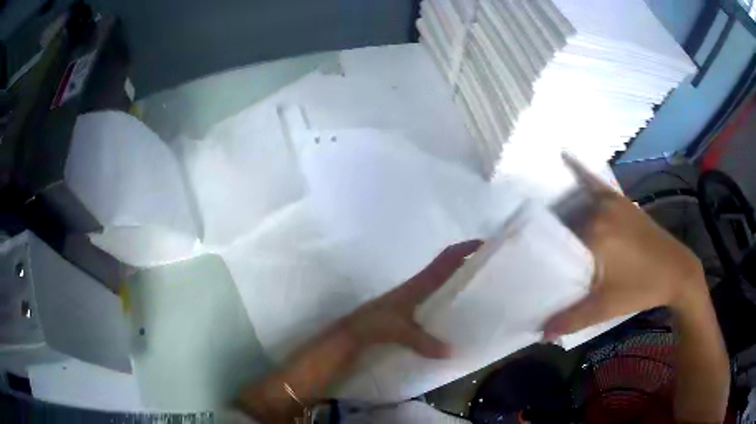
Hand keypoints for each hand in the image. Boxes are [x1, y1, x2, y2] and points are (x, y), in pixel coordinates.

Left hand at [340, 240, 481, 357]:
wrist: (355, 329)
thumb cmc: (377, 323)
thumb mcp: (401, 331)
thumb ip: (424, 341)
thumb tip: (451, 352)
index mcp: (418, 285)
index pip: (444, 261)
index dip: (463, 249)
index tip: (483, 244)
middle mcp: (418, 285)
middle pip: (445, 266)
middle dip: (465, 261)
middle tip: (487, 265)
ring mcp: (413, 295)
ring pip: (439, 279)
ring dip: (456, 276)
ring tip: (477, 284)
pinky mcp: (409, 307)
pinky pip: (433, 295)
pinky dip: (446, 294)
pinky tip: (454, 308)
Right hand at [543, 154, 706, 338]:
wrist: (676, 270)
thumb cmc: (641, 288)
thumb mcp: (606, 307)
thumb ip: (572, 319)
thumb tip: (540, 334)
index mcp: (594, 234)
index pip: (556, 238)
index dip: (539, 249)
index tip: (525, 258)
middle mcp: (599, 210)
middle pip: (564, 220)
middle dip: (549, 233)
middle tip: (533, 246)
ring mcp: (611, 201)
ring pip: (576, 204)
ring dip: (561, 210)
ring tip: (543, 220)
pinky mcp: (621, 200)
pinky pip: (595, 183)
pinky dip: (580, 172)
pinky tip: (564, 156)